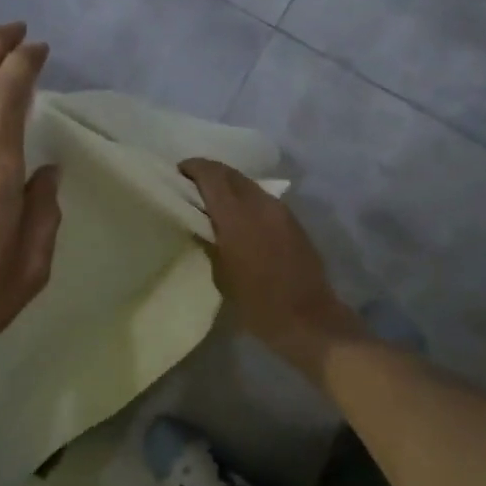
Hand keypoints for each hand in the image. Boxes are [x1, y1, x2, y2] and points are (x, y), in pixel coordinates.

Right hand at [179, 158, 365, 379]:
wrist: (307, 317)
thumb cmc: (257, 303)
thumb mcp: (221, 274)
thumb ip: (210, 241)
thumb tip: (201, 224)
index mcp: (237, 215)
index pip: (212, 175)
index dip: (193, 168)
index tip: (178, 173)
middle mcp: (260, 203)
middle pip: (231, 174)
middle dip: (210, 174)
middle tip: (191, 186)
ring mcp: (281, 210)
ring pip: (249, 186)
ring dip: (230, 188)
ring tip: (213, 203)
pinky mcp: (293, 221)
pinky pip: (263, 200)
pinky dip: (246, 201)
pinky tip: (238, 220)